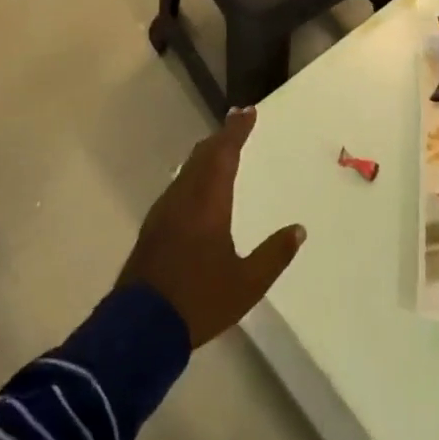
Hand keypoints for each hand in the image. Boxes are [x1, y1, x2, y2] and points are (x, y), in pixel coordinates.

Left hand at [118, 106, 306, 347]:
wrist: (139, 328)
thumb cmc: (199, 301)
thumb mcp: (247, 284)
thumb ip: (274, 255)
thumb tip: (299, 229)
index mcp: (208, 203)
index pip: (224, 154)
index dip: (236, 131)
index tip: (248, 111)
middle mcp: (184, 198)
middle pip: (203, 155)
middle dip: (222, 137)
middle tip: (238, 121)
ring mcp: (164, 211)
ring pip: (187, 169)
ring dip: (206, 154)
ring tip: (221, 148)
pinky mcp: (153, 227)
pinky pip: (178, 185)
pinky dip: (194, 173)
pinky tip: (198, 186)